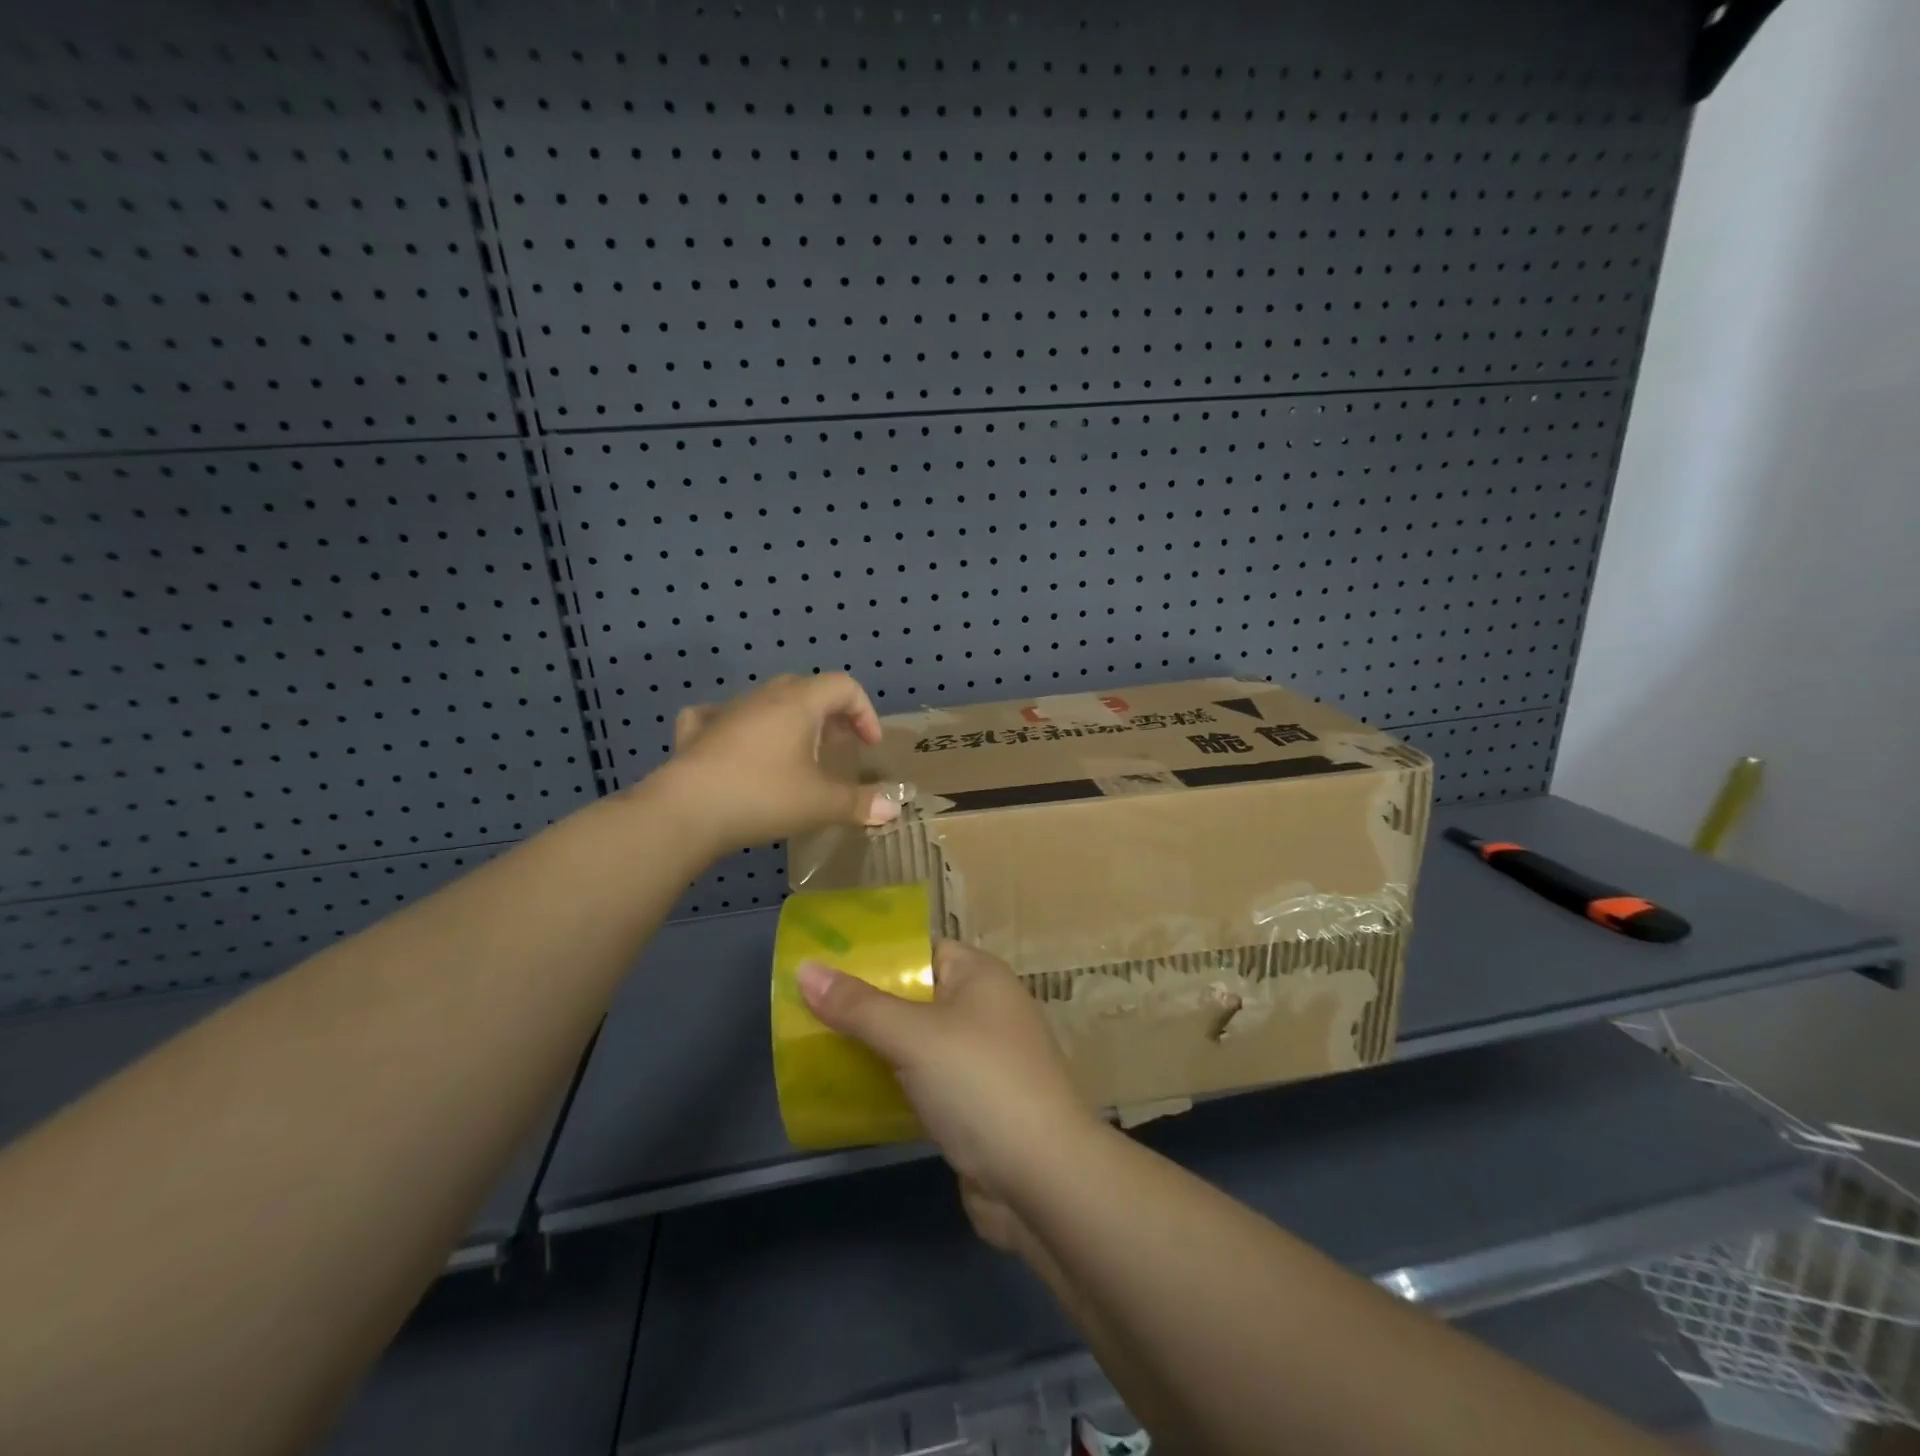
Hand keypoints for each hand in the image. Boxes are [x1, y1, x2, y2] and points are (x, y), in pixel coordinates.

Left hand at [652, 672, 900, 854]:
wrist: (686, 811)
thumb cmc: (763, 796)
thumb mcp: (820, 803)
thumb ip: (860, 803)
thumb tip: (894, 808)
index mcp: (799, 703)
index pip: (844, 686)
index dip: (864, 712)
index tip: (868, 746)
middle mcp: (764, 697)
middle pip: (807, 688)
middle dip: (830, 714)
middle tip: (837, 746)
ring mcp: (727, 710)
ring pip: (768, 700)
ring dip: (790, 719)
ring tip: (796, 753)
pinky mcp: (697, 731)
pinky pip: (720, 715)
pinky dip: (737, 724)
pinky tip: (735, 742)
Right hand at [796, 940, 1102, 1226]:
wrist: (1042, 1180)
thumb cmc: (980, 1084)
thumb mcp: (914, 1036)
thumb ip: (859, 1006)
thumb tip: (806, 969)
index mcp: (980, 976)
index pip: (922, 950)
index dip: (876, 956)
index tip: (825, 967)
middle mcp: (984, 1010)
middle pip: (915, 997)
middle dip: (866, 1007)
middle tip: (809, 1013)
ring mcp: (982, 1061)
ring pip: (917, 1044)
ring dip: (876, 1049)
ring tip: (818, 1051)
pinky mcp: (975, 1106)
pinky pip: (924, 1083)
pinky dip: (893, 1086)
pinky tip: (852, 1095)